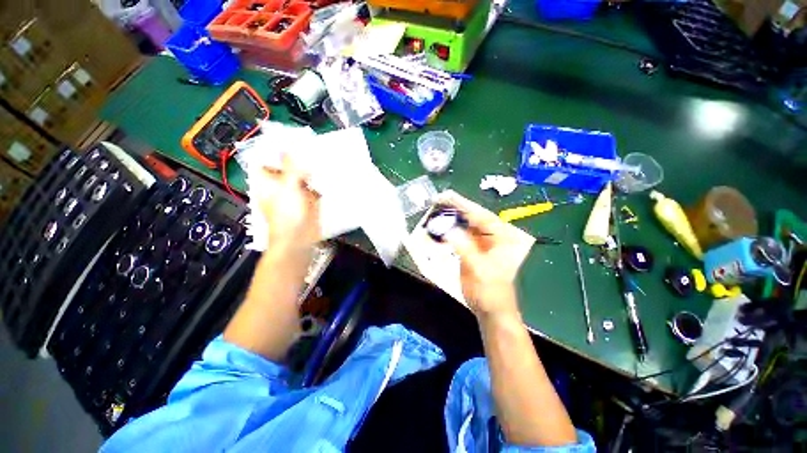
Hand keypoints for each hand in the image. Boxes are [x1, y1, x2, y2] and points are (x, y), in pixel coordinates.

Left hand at [257, 154, 319, 254]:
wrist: (300, 239)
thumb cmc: (286, 215)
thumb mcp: (287, 188)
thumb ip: (290, 168)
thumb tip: (289, 148)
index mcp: (267, 181)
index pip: (266, 158)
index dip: (274, 147)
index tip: (288, 137)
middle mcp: (280, 185)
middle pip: (286, 165)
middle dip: (297, 156)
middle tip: (309, 144)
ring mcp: (295, 192)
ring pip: (302, 175)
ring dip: (310, 167)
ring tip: (320, 153)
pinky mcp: (309, 199)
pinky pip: (313, 185)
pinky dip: (319, 179)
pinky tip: (327, 171)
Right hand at [441, 196, 524, 318]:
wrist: (490, 309)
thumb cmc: (490, 291)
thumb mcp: (478, 269)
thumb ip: (463, 247)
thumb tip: (448, 229)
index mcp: (503, 237)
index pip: (482, 216)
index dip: (463, 205)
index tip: (447, 195)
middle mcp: (494, 236)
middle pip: (472, 218)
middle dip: (455, 209)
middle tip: (437, 200)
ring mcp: (482, 242)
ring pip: (464, 225)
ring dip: (450, 219)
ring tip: (435, 209)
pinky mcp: (472, 249)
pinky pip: (459, 236)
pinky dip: (448, 232)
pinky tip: (437, 227)